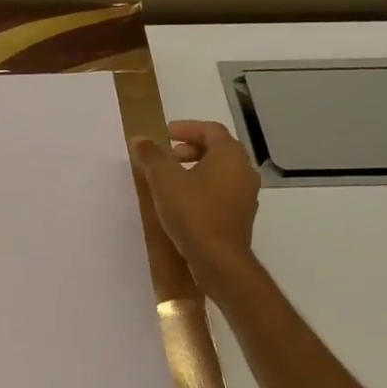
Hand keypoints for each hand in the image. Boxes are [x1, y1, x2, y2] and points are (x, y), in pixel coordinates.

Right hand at [132, 120, 260, 292]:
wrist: (218, 259)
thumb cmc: (193, 212)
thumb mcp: (164, 180)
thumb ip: (152, 156)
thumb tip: (140, 139)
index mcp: (230, 155)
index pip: (210, 130)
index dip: (186, 128)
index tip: (164, 134)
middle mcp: (244, 170)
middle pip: (218, 149)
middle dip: (190, 149)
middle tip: (166, 158)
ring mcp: (246, 194)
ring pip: (220, 171)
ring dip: (196, 169)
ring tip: (171, 180)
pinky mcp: (240, 215)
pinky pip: (222, 191)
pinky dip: (203, 188)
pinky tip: (184, 202)